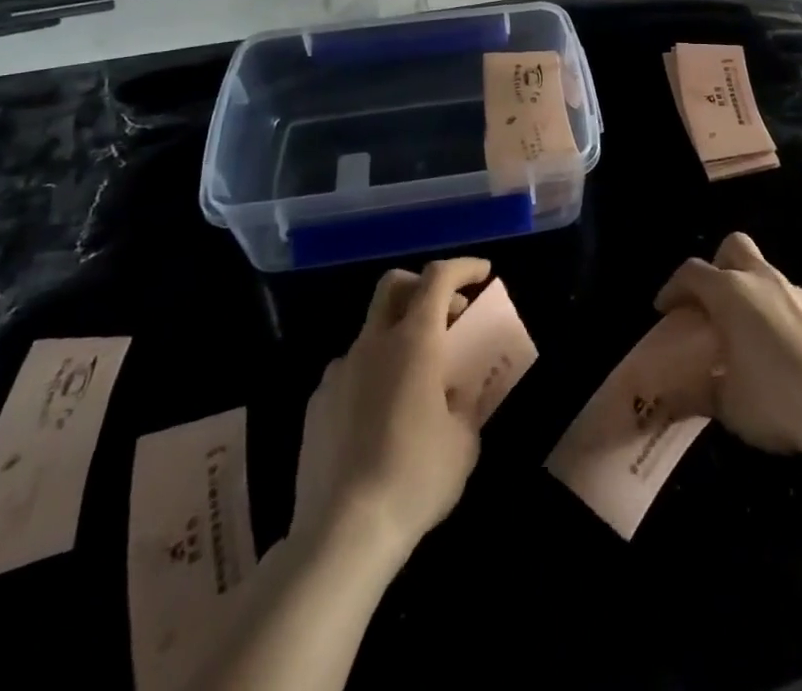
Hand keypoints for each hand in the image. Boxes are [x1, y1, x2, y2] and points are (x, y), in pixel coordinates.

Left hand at [292, 257, 489, 559]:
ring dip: (399, 337)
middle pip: (394, 286)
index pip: (438, 277)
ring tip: (417, 381)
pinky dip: (374, 374)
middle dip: (424, 286)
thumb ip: (464, 404)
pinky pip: (352, 371)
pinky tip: (383, 417)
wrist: (341, 534)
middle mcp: (373, 344)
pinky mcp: (317, 404)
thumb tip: (455, 396)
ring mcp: (339, 372)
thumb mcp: (464, 442)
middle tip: (448, 314)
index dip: (464, 267)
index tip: (484, 274)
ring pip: (372, 331)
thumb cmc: (416, 478)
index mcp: (414, 341)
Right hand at [655, 232, 801, 458]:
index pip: (691, 272)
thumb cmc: (774, 398)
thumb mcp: (726, 404)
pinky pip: (783, 294)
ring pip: (761, 269)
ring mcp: (792, 290)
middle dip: (716, 266)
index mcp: (729, 292)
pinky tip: (771, 343)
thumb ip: (695, 395)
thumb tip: (670, 402)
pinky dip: (770, 306)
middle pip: (733, 246)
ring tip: (740, 327)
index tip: (665, 310)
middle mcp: (759, 279)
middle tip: (709, 302)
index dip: (673, 288)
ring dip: (745, 287)